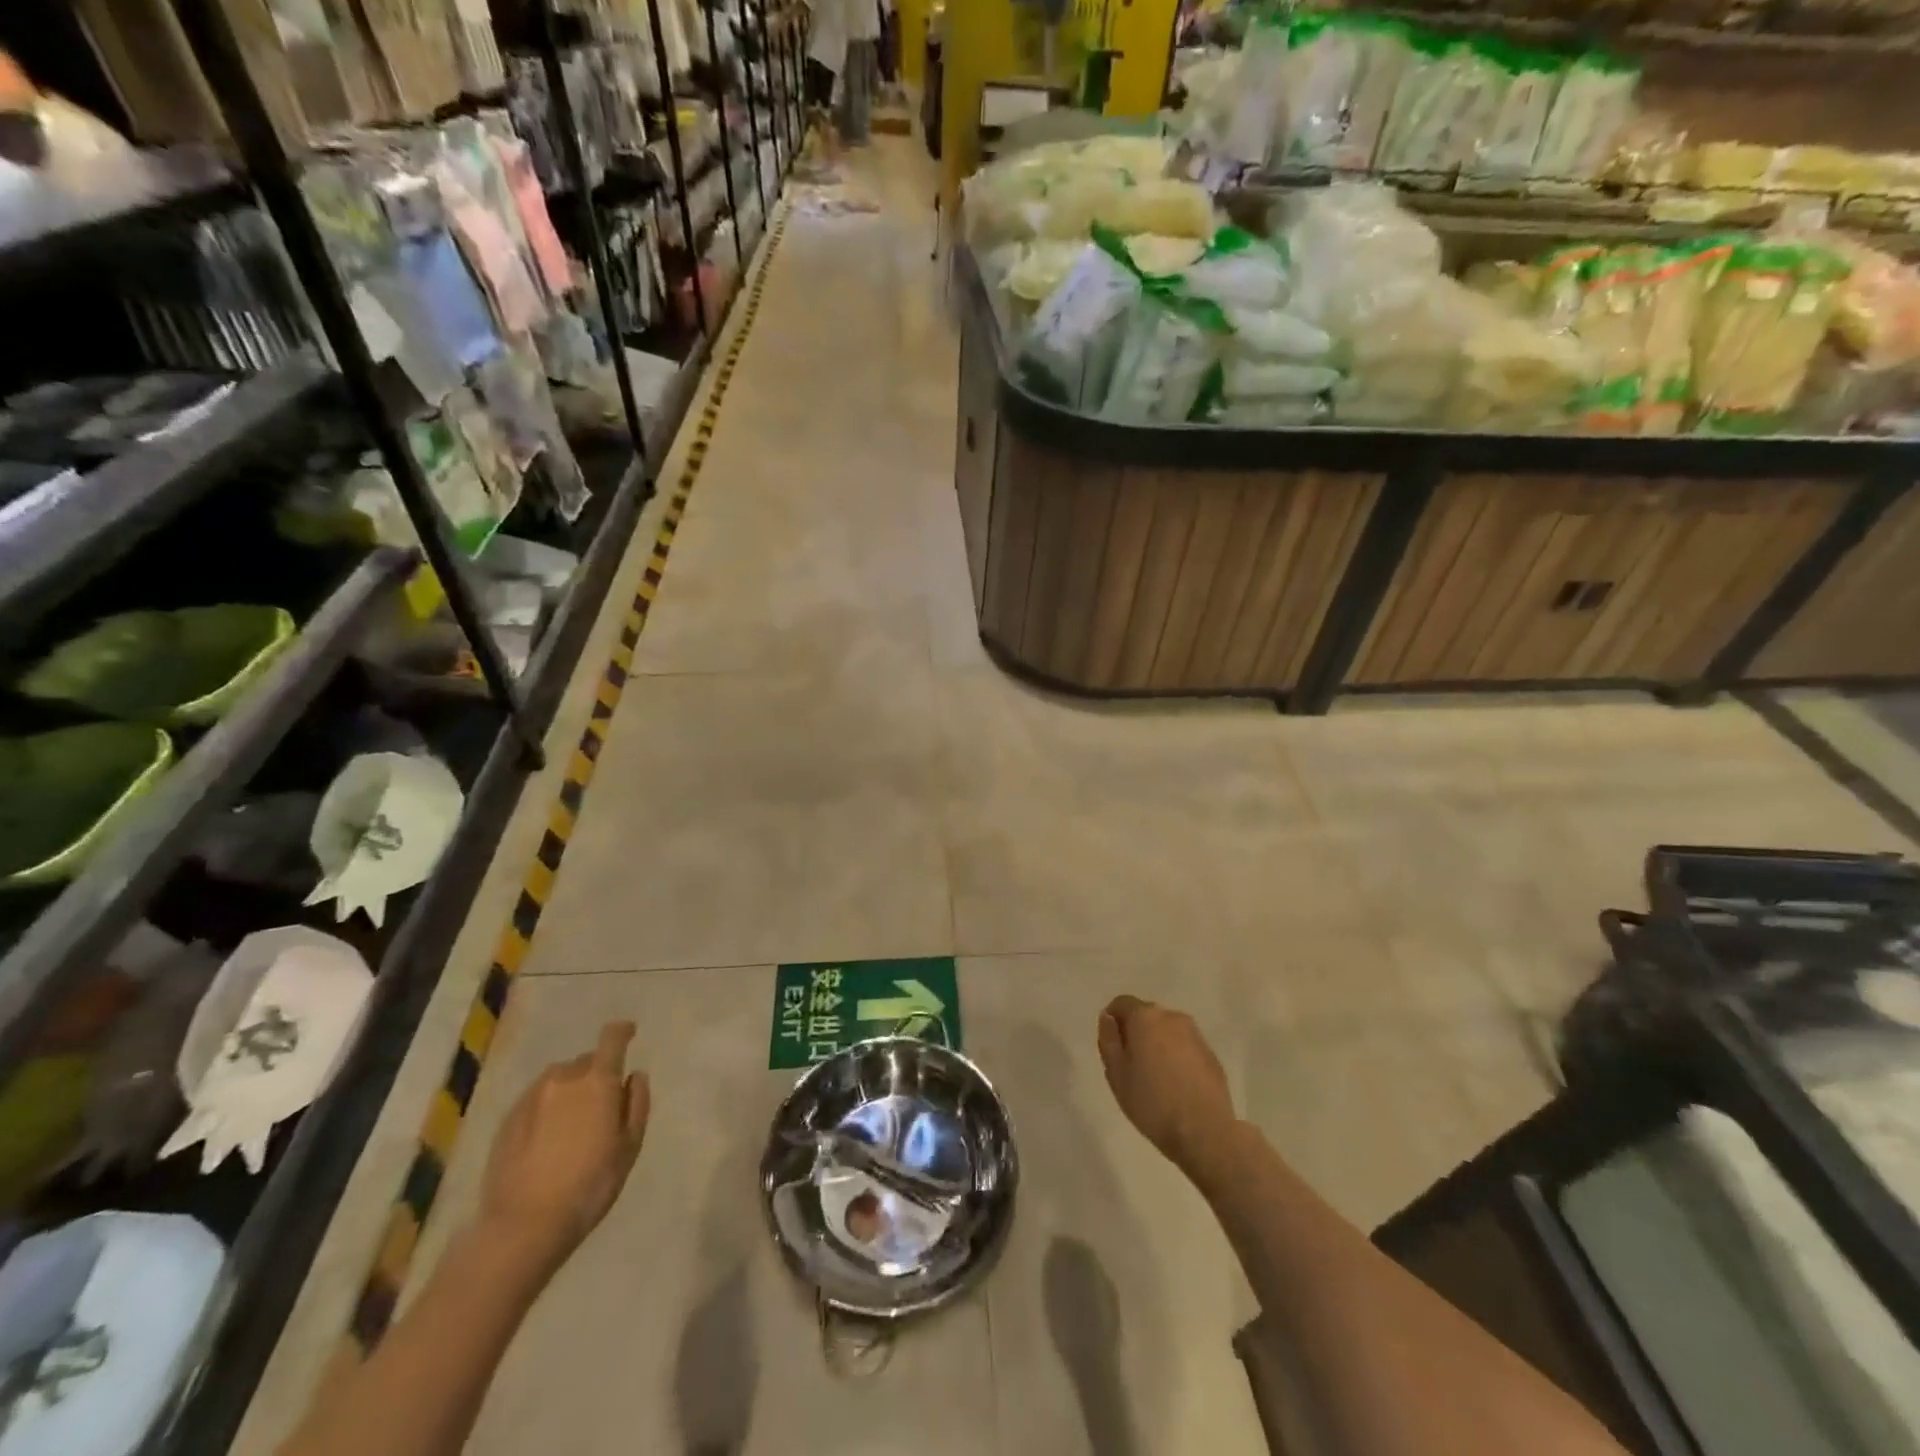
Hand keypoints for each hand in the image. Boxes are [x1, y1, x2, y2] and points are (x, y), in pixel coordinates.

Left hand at [480, 1021, 648, 1271]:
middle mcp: (563, 1079)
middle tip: (601, 1103)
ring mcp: (530, 1098)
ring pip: (558, 1080)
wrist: (523, 1226)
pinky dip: (547, 1107)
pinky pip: (536, 1100)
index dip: (623, 1031)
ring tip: (573, 1121)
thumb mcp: (629, 1147)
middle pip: (585, 1062)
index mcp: (597, 1081)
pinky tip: (548, 1138)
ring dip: (570, 1089)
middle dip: (596, 1073)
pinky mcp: (507, 1121)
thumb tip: (634, 1076)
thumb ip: (636, 1104)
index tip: (630, 1033)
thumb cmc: (589, 1185)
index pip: (612, 1039)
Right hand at [1098, 995, 1234, 1176]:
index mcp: (1145, 1017)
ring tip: (1155, 1078)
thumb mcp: (1116, 1074)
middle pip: (1146, 1016)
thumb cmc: (1152, 1102)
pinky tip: (1176, 1086)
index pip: (1121, 1003)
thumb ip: (1108, 1040)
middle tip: (1131, 1066)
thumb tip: (1108, 1018)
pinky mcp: (1211, 1055)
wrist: (1205, 1131)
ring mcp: (1195, 1035)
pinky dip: (1177, 1057)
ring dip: (1157, 1045)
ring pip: (1167, 1031)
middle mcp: (1172, 1017)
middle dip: (1136, 1033)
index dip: (1112, 1022)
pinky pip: (1185, 1047)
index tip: (1112, 1049)